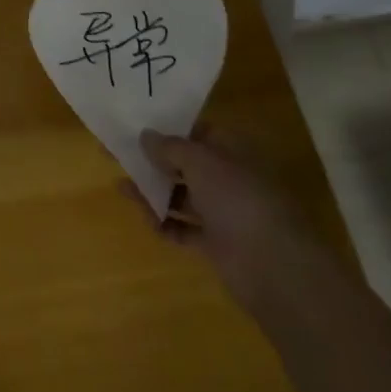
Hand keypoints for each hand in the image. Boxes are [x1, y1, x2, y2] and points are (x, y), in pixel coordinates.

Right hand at [124, 127, 319, 314]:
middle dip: (153, 160)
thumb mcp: (199, 161)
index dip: (168, 127)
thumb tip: (145, 135)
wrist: (274, 267)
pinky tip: (147, 220)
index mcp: (232, 152)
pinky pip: (184, 228)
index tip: (135, 124)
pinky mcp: (217, 243)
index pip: (197, 131)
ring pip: (182, 195)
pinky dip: (165, 224)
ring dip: (153, 191)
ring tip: (120, 186)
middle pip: (184, 164)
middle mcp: (229, 178)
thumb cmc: (238, 199)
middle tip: (116, 153)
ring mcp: (224, 213)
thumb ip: (170, 147)